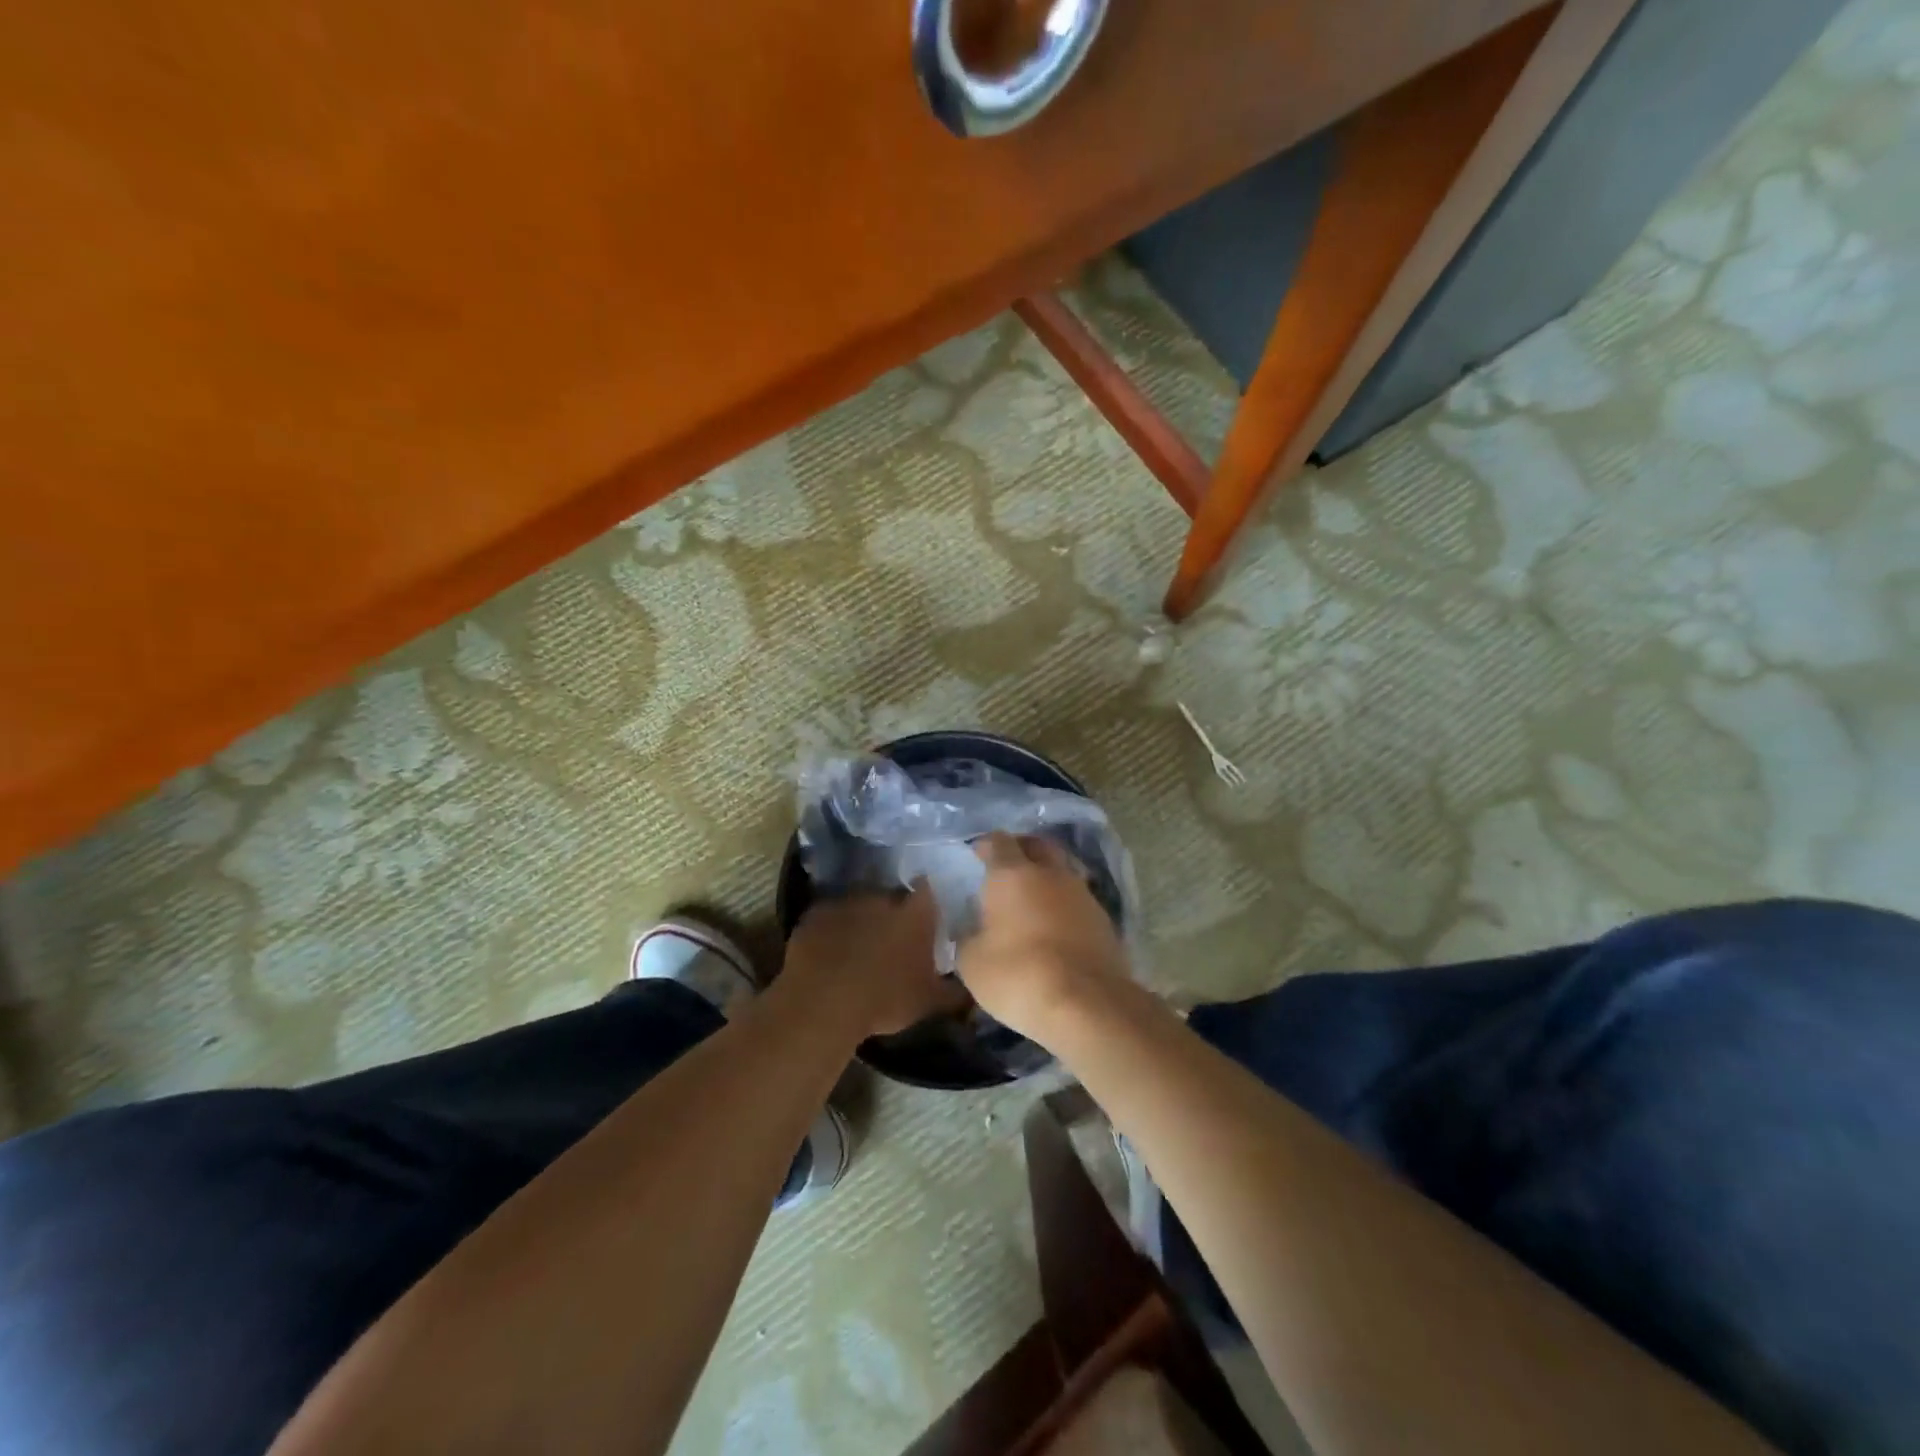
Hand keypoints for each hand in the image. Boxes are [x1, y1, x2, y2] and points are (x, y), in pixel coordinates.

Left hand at [784, 884, 964, 1036]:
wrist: (824, 1003)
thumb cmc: (886, 1000)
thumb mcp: (930, 1002)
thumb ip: (955, 992)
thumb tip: (973, 990)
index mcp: (916, 914)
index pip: (928, 890)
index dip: (926, 900)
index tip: (925, 914)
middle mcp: (883, 898)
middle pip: (892, 897)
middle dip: (892, 912)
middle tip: (891, 938)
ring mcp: (847, 902)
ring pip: (860, 905)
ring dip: (861, 919)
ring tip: (858, 946)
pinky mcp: (816, 913)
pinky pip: (829, 917)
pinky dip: (832, 929)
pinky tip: (829, 951)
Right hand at [955, 833, 1130, 1043]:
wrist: (1086, 1004)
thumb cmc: (1018, 975)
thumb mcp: (972, 962)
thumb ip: (968, 937)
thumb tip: (973, 930)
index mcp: (1012, 875)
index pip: (998, 842)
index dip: (986, 845)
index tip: (977, 854)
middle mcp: (1050, 874)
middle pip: (1038, 846)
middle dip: (1022, 849)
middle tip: (1008, 865)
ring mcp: (1082, 895)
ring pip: (1062, 872)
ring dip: (1047, 878)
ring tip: (1032, 899)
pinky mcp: (1104, 921)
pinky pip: (1078, 901)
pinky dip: (1064, 906)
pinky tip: (1055, 927)